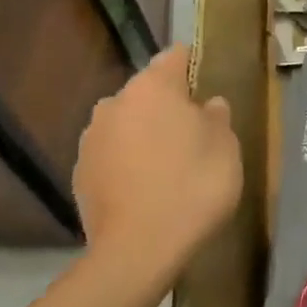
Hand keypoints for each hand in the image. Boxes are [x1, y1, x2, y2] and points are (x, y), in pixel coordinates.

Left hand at [72, 47, 241, 299]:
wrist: (138, 249)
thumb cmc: (193, 186)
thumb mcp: (226, 148)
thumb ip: (217, 117)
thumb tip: (207, 104)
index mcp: (153, 87)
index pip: (175, 57)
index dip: (193, 66)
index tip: (207, 85)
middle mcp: (115, 103)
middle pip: (147, 92)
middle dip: (168, 105)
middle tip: (194, 133)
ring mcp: (92, 138)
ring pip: (127, 123)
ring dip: (145, 134)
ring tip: (168, 165)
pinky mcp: (80, 172)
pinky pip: (112, 154)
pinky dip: (128, 161)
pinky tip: (146, 187)